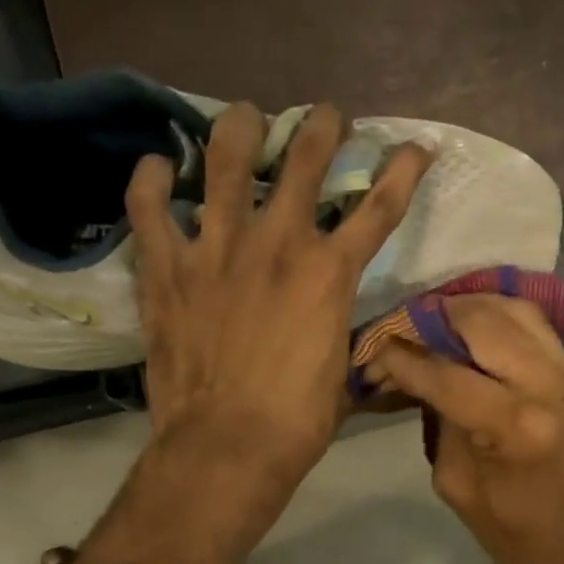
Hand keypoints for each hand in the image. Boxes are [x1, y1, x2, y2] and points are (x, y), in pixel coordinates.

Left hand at [126, 102, 431, 487]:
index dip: (402, 171)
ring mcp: (217, 250)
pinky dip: (151, 182)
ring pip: (228, 164)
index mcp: (329, 274)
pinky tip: (159, 166)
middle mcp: (278, 245)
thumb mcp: (342, 376)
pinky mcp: (167, 270)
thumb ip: (346, 338)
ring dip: (242, 130)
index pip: (378, 208)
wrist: (228, 446)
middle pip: (305, 162)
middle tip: (326, 116)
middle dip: (322, 128)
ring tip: (246, 117)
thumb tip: (356, 335)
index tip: (414, 148)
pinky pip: (150, 209)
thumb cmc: (297, 422)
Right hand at [369, 296, 563, 563]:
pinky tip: (482, 332)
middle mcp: (547, 386)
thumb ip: (439, 421)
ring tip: (442, 322)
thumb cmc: (511, 529)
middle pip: (483, 322)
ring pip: (517, 311)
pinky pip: (542, 327)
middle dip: (436, 317)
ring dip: (473, 309)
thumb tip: (422, 376)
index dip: (402, 358)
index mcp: (512, 425)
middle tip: (408, 329)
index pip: (443, 372)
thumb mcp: (454, 483)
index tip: (374, 352)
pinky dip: (508, 320)